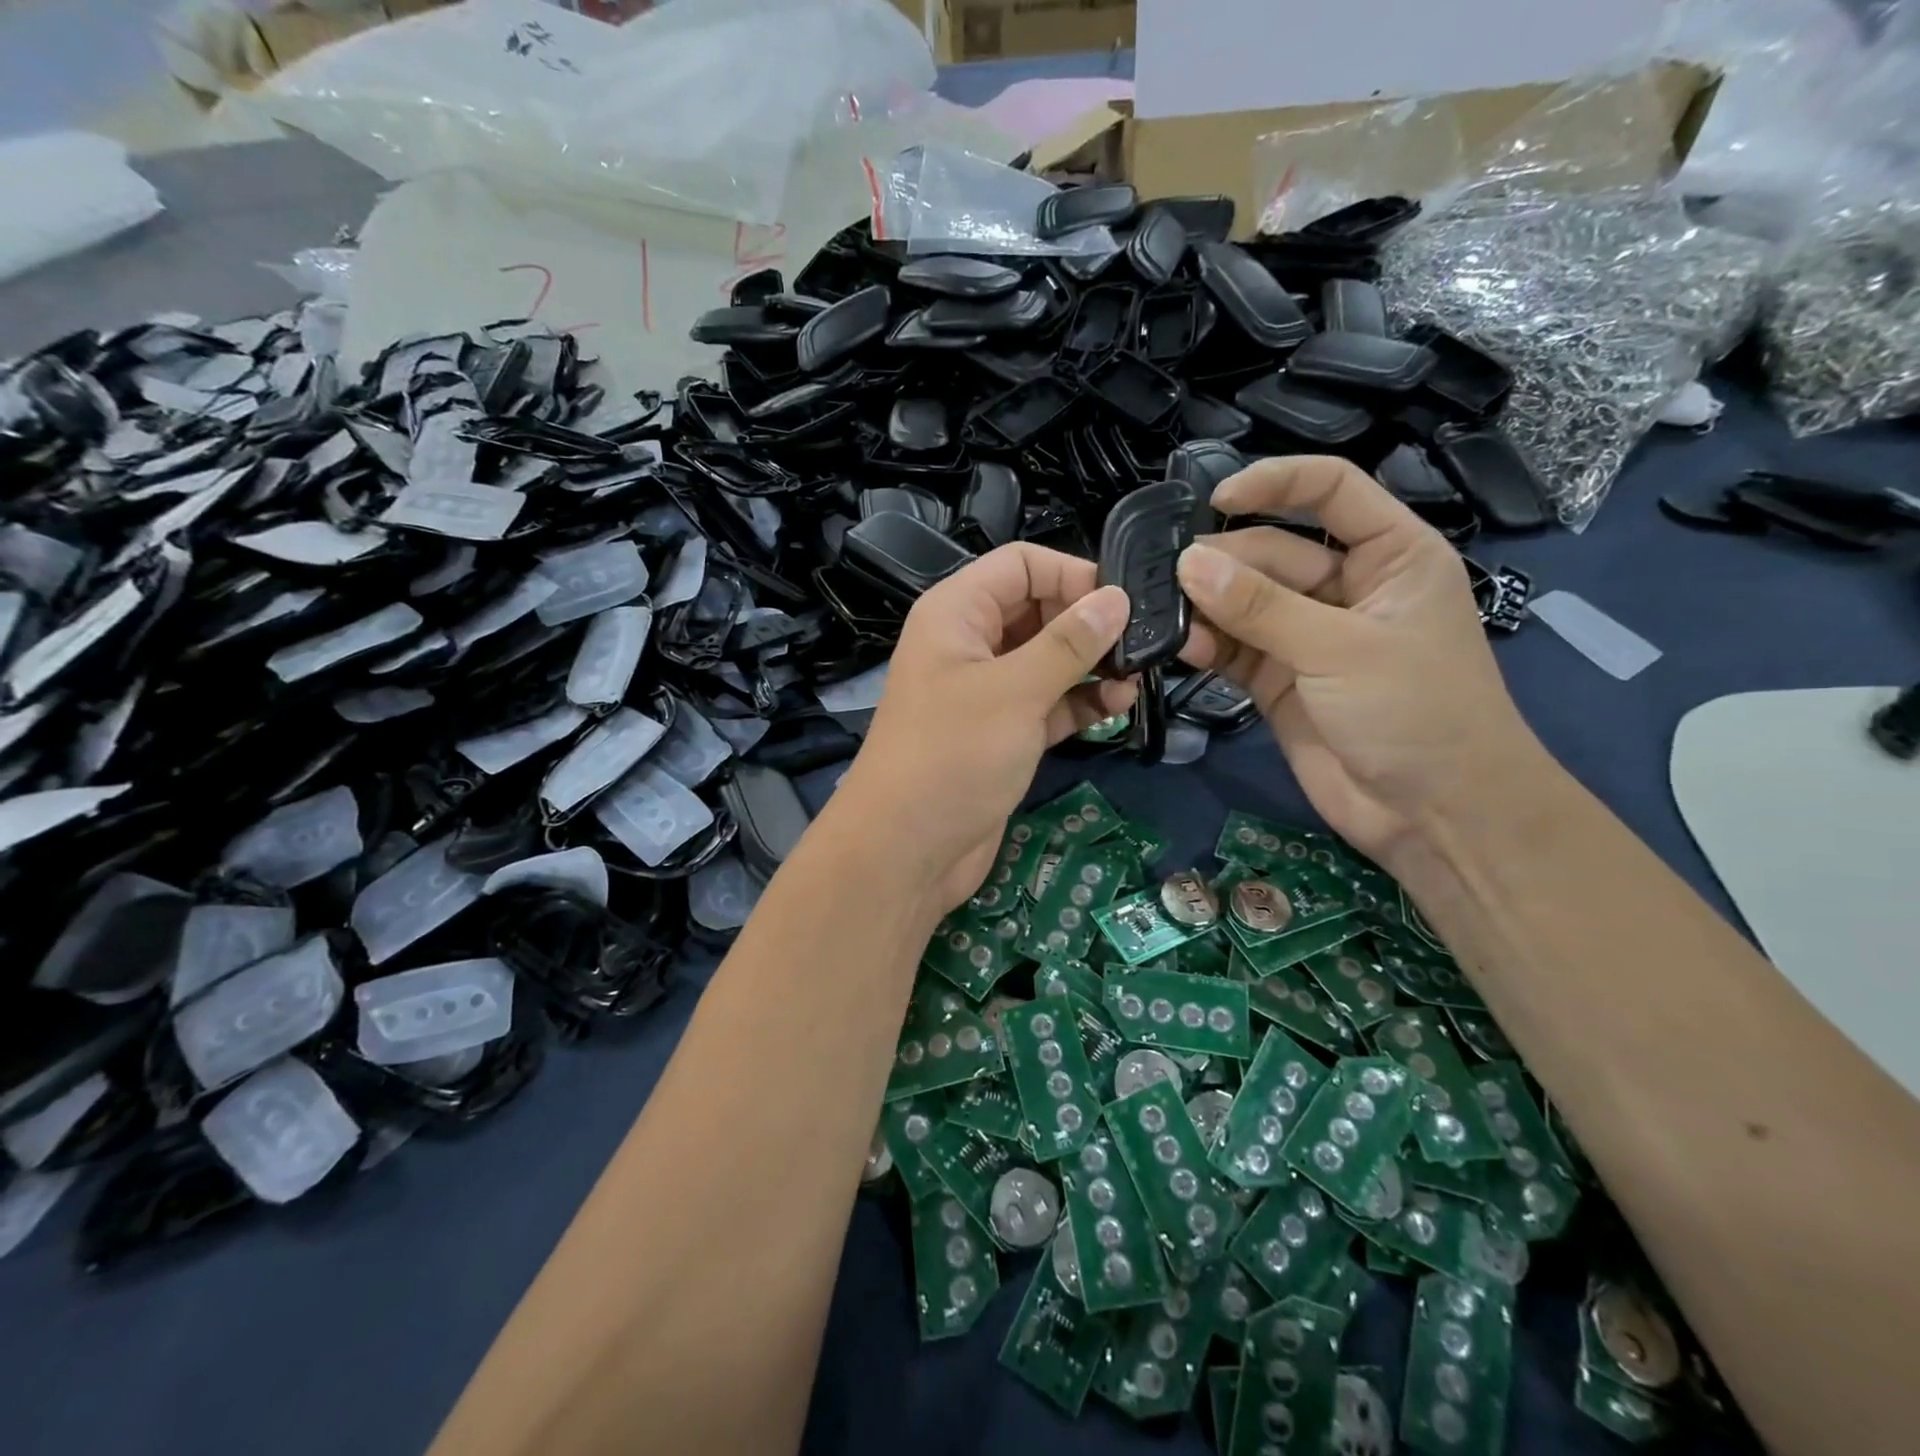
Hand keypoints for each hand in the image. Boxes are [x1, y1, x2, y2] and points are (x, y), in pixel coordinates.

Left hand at [837, 544, 1135, 912]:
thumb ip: (1069, 643)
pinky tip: (1117, 707)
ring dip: (1091, 666)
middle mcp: (970, 644)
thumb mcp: (1014, 691)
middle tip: (1142, 644)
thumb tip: (1117, 598)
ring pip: (1048, 661)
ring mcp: (986, 693)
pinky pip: (1047, 703)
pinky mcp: (1002, 735)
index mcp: (957, 613)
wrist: (906, 851)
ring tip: (1137, 679)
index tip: (1123, 601)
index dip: (1072, 574)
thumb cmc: (953, 756)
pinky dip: (1080, 703)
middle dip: (1089, 624)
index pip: (1021, 565)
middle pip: (1039, 610)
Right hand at [1176, 456, 1547, 861]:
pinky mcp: (1278, 679)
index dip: (1275, 483)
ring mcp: (1307, 635)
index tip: (1215, 500)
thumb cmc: (1417, 711)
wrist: (1433, 813)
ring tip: (1163, 613)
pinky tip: (1179, 647)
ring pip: (1244, 602)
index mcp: (1389, 555)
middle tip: (1167, 577)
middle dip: (1223, 562)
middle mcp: (1345, 587)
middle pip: (1271, 552)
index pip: (1330, 491)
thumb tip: (1188, 563)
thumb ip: (1261, 607)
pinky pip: (1233, 648)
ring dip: (1206, 606)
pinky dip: (1206, 646)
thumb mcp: (1341, 649)